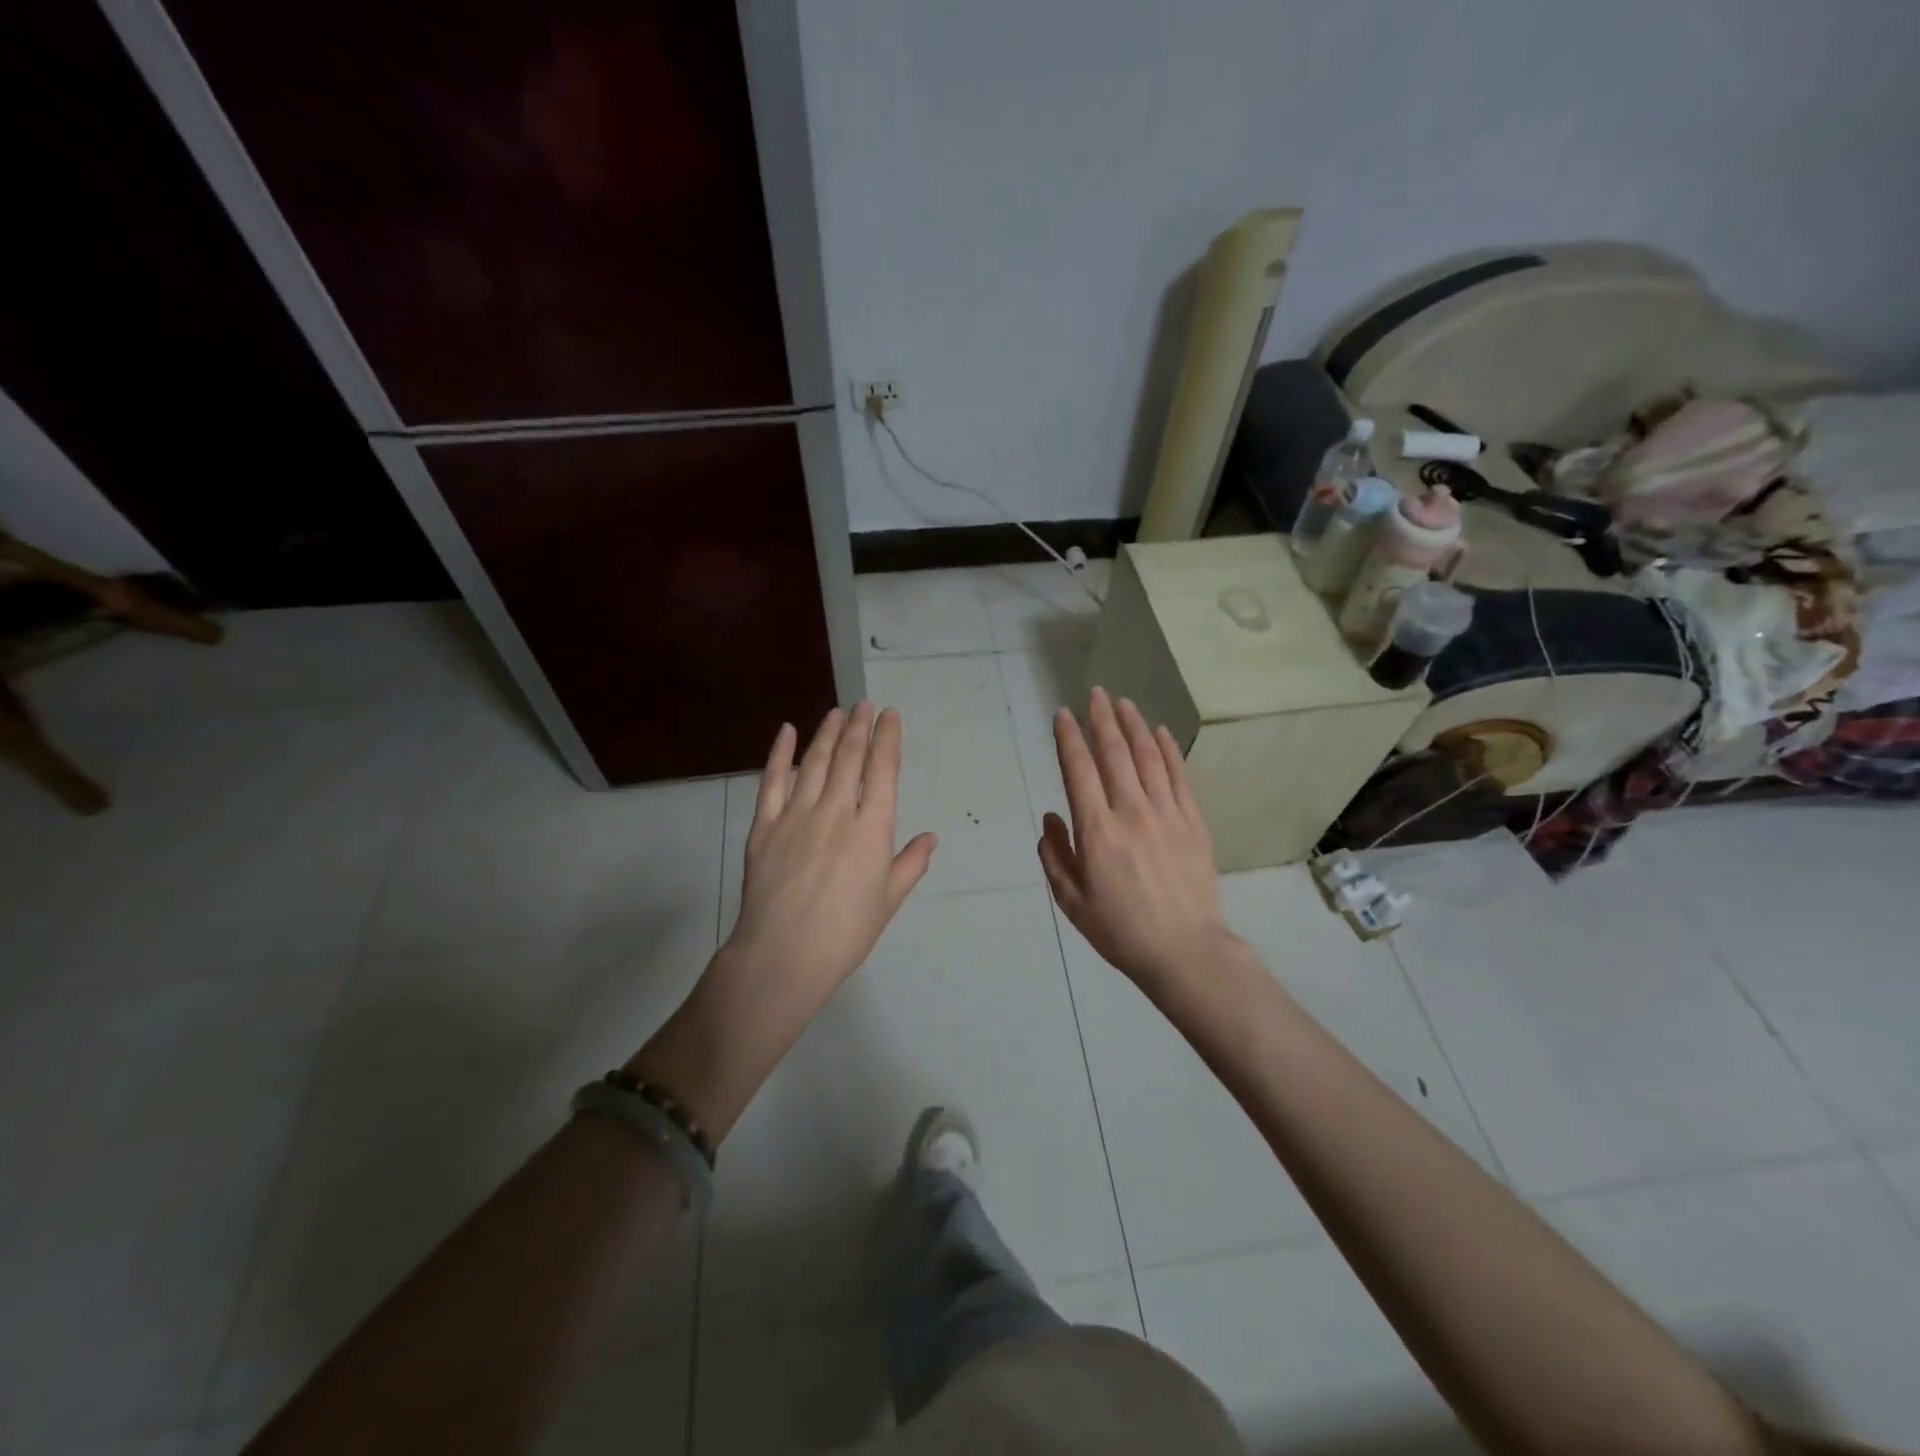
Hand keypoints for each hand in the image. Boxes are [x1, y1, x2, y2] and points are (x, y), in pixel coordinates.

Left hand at [631, 704, 935, 1140]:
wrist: (782, 956)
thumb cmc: (844, 934)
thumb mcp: (887, 902)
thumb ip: (910, 864)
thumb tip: (930, 837)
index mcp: (871, 829)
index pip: (883, 770)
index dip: (888, 738)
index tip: (890, 715)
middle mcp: (836, 811)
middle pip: (850, 756)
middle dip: (860, 726)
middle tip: (865, 704)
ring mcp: (796, 814)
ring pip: (815, 761)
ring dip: (828, 732)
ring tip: (837, 712)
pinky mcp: (765, 824)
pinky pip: (772, 780)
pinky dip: (780, 752)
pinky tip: (786, 731)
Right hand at [1039, 688, 1235, 995]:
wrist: (1185, 951)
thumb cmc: (1120, 931)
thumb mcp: (1072, 901)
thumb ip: (1055, 856)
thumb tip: (1052, 818)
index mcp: (1097, 831)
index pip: (1079, 771)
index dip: (1069, 738)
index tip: (1062, 715)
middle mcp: (1131, 812)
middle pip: (1114, 754)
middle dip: (1101, 719)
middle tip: (1094, 693)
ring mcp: (1167, 814)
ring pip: (1148, 757)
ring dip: (1134, 726)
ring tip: (1123, 702)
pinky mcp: (1193, 822)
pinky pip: (1179, 776)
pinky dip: (1169, 750)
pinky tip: (1161, 732)